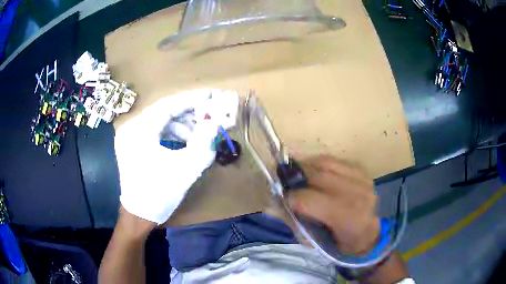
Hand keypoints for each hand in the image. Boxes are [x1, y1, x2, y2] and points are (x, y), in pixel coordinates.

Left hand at [115, 89, 238, 223]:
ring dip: (182, 125)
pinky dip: (173, 134)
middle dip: (189, 113)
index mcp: (138, 131)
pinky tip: (187, 142)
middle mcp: (131, 128)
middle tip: (210, 114)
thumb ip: (203, 144)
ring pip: (160, 121)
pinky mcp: (133, 145)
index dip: (191, 99)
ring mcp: (130, 137)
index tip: (211, 95)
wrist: (139, 216)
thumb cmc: (159, 194)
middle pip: (164, 112)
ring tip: (201, 134)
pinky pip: (156, 132)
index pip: (167, 106)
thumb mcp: (185, 169)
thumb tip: (215, 123)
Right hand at [287, 155, 379, 255]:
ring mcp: (362, 180)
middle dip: (296, 177)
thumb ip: (295, 220)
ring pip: (326, 163)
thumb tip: (277, 202)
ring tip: (297, 173)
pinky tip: (313, 170)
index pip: (310, 200)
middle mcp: (356, 195)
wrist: (367, 233)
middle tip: (286, 181)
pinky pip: (335, 161)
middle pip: (318, 176)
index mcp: (345, 217)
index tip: (283, 197)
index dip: (291, 197)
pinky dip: (319, 163)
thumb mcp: (314, 240)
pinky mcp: (362, 172)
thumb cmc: (340, 241)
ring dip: (306, 166)